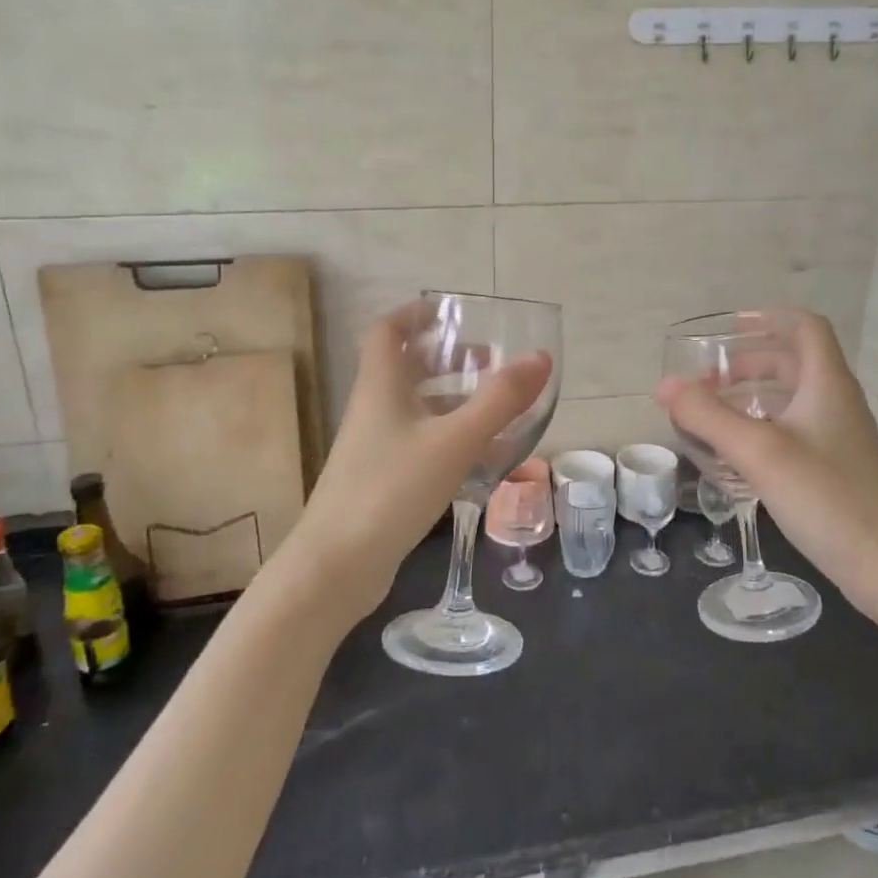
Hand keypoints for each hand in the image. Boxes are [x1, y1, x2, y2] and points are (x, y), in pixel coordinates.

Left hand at [269, 303, 550, 625]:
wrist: (337, 565)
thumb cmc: (391, 488)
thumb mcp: (454, 440)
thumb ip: (500, 400)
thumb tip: (539, 358)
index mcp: (381, 386)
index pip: (388, 331)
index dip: (415, 313)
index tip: (451, 311)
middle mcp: (373, 409)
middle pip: (405, 368)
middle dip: (446, 357)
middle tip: (488, 359)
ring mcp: (374, 447)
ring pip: (415, 408)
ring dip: (452, 398)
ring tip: (494, 404)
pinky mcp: (381, 480)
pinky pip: (420, 443)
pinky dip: (449, 437)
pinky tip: (481, 455)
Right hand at [654, 310, 877, 605]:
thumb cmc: (827, 498)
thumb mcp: (759, 452)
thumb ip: (709, 416)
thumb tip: (665, 385)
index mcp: (827, 384)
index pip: (804, 327)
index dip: (767, 319)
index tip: (726, 330)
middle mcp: (836, 403)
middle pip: (792, 362)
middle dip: (747, 363)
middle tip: (707, 382)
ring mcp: (839, 439)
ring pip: (791, 400)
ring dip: (752, 397)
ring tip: (713, 415)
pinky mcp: (836, 470)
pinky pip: (794, 432)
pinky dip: (762, 429)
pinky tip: (739, 457)